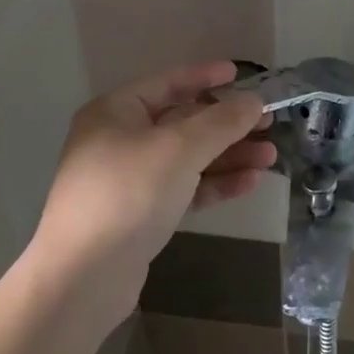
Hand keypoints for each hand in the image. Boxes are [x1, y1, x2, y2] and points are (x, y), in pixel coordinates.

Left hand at [34, 61, 272, 322]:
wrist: (83, 277)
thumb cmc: (129, 194)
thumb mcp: (180, 149)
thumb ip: (221, 122)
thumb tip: (254, 102)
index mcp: (116, 112)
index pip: (168, 83)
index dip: (205, 77)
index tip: (240, 75)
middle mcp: (119, 140)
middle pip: (183, 123)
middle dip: (227, 125)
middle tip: (268, 123)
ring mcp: (129, 180)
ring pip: (188, 159)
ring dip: (228, 156)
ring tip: (270, 156)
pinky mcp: (141, 215)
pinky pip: (184, 189)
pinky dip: (215, 184)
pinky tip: (250, 182)